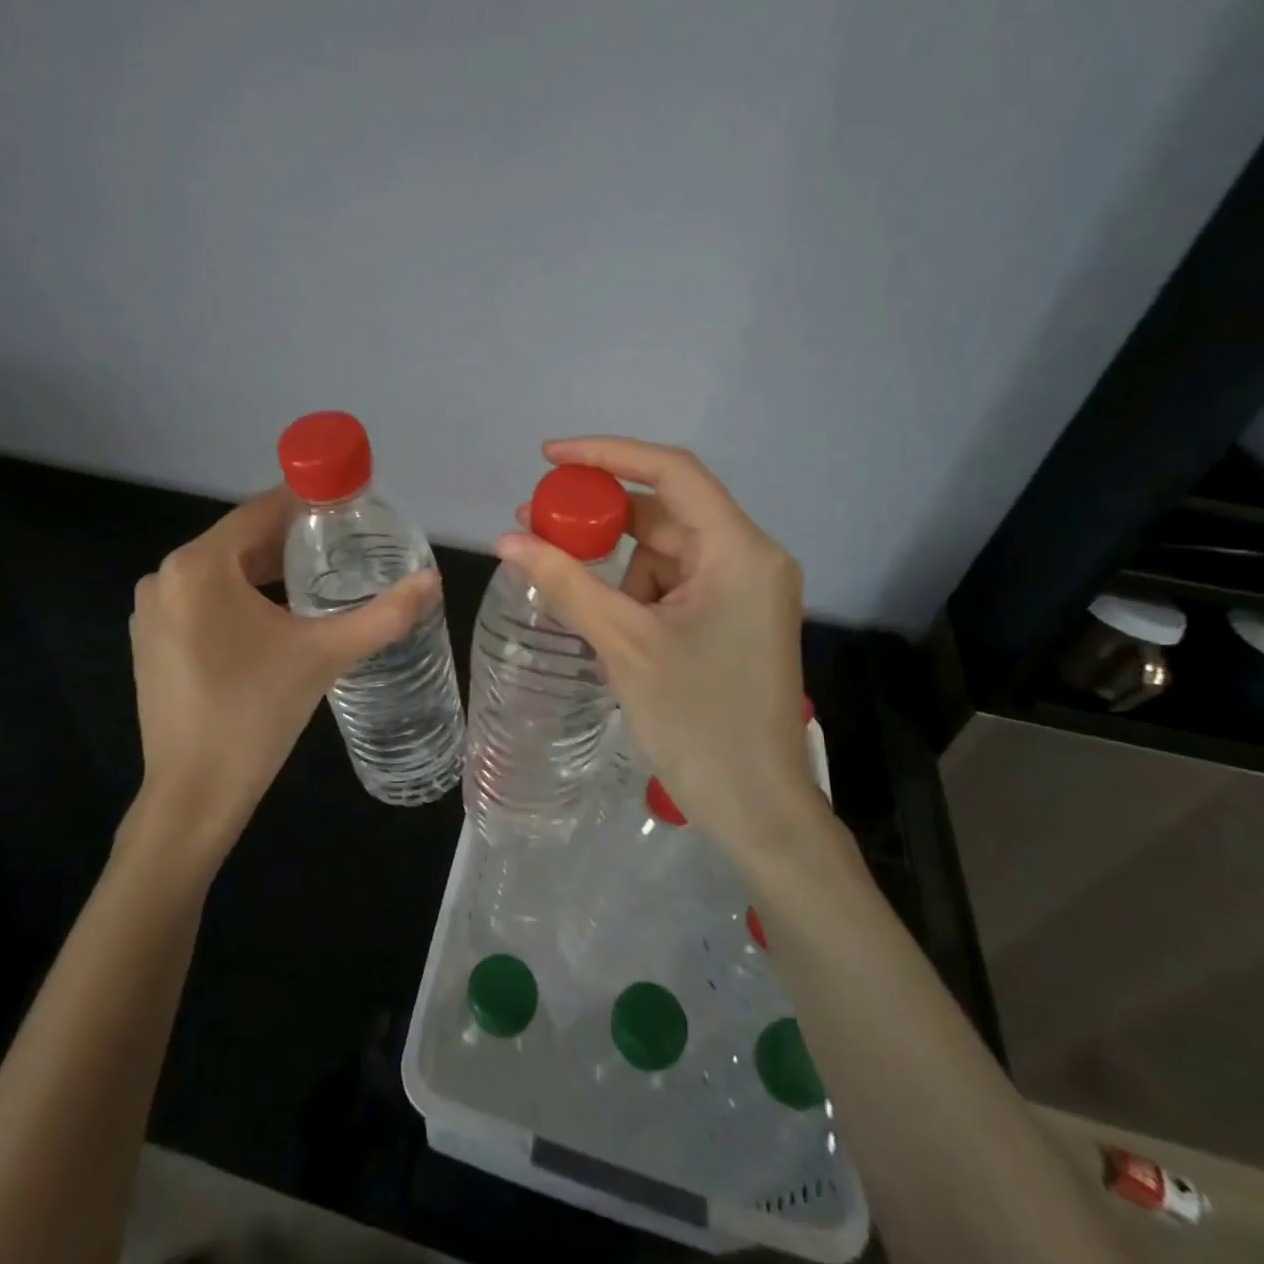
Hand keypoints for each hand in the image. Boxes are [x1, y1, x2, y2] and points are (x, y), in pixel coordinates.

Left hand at [128, 485, 440, 860]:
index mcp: (199, 566)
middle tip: (344, 546)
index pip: (260, 512)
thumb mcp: (325, 655)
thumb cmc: (256, 714)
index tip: (347, 503)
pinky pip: (202, 600)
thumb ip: (384, 615)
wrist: (194, 795)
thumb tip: (433, 580)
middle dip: (290, 541)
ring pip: (220, 572)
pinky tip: (273, 620)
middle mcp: (165, 576)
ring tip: (317, 581)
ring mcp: (152, 611)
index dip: (306, 502)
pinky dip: (238, 599)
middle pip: (240, 541)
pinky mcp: (151, 641)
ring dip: (265, 571)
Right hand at [498, 438, 821, 861]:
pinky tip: (605, 622)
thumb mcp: (623, 644)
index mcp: (738, 552)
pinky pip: (672, 584)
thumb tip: (506, 541)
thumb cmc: (697, 722)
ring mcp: (742, 591)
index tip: (550, 458)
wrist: (757, 809)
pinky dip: (633, 592)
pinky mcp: (731, 619)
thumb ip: (565, 583)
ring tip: (570, 593)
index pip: (671, 473)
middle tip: (538, 522)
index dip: (608, 454)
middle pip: (664, 513)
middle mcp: (749, 559)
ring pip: (663, 552)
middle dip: (600, 518)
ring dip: (614, 565)